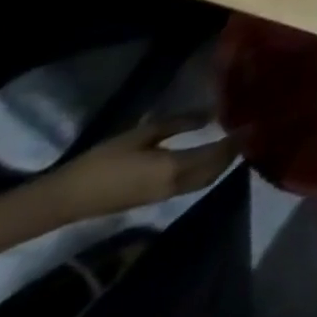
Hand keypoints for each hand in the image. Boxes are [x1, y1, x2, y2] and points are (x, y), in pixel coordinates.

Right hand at [41, 118, 238, 219]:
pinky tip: (207, 155)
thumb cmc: (102, 162)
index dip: (236, 141)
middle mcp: (174, 186)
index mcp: (174, 169)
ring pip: (203, 181)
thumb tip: (210, 116)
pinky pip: (190, 186)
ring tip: (232, 140)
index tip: (253, 124)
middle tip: (246, 131)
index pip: (217, 155)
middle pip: (214, 171)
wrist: (63, 199)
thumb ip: (178, 124)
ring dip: (221, 164)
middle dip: (233, 153)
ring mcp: (163, 197)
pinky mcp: (153, 200)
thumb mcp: (141, 134)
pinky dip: (206, 171)